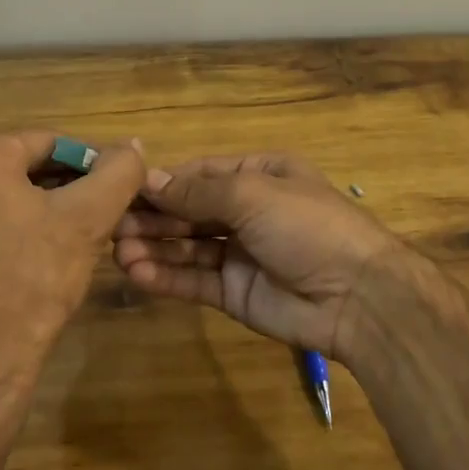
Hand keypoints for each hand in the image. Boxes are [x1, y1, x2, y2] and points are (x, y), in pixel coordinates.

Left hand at [0, 131, 144, 389]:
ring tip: (81, 237)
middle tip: (104, 216)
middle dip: (69, 188)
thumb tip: (132, 146)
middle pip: (27, 167)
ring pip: (7, 196)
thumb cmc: (33, 278)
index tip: (119, 192)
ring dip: (47, 209)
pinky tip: (46, 257)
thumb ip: (118, 172)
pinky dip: (19, 229)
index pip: (51, 143)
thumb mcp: (88, 218)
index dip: (93, 165)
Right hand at [111, 153, 410, 363]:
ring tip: (119, 251)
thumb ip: (198, 192)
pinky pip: (195, 280)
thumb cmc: (306, 226)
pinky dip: (167, 276)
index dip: (164, 182)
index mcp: (260, 174)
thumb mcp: (252, 195)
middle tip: (112, 225)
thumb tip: (149, 178)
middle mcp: (248, 210)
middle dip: (154, 217)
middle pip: (190, 210)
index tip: (123, 188)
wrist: (356, 295)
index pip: (201, 174)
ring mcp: (241, 253)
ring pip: (188, 246)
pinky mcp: (235, 292)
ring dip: (154, 247)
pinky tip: (138, 274)